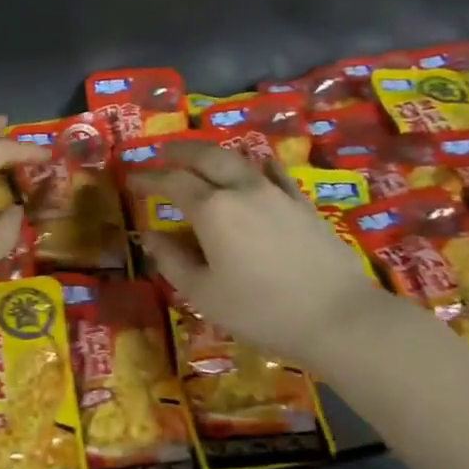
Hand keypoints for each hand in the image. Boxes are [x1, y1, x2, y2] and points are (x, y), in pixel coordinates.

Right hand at [135, 140, 398, 366]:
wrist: (337, 316)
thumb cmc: (260, 310)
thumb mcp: (203, 293)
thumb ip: (172, 260)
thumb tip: (149, 235)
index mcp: (212, 209)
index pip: (171, 182)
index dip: (148, 178)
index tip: (131, 179)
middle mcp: (242, 189)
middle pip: (206, 156)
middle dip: (180, 151)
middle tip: (162, 153)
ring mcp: (276, 193)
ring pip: (239, 160)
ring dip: (214, 155)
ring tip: (201, 159)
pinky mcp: (303, 204)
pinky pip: (275, 174)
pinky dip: (257, 166)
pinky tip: (257, 168)